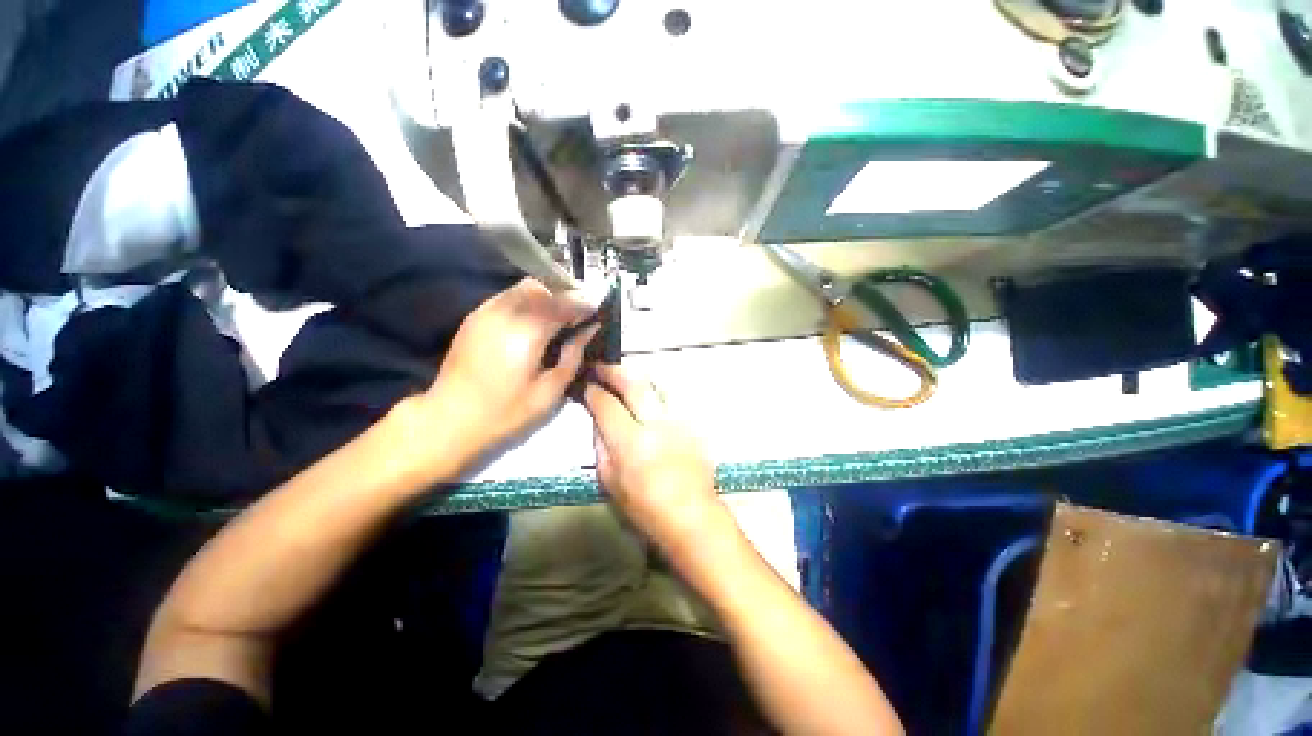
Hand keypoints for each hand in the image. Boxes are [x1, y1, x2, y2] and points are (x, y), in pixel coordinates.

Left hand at [423, 278, 598, 468]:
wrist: (449, 420)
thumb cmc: (506, 412)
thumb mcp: (550, 391)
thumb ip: (573, 355)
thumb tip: (589, 329)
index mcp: (528, 330)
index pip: (564, 302)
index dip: (584, 304)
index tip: (597, 312)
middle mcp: (506, 311)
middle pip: (543, 286)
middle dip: (565, 295)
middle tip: (578, 315)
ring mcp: (486, 311)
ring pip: (524, 287)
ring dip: (546, 297)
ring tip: (557, 319)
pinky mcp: (475, 317)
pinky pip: (508, 297)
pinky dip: (528, 302)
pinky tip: (532, 323)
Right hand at [583, 365, 722, 553]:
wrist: (690, 515)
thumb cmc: (644, 507)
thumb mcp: (609, 481)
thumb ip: (601, 445)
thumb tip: (598, 420)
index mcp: (630, 442)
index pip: (607, 404)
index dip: (593, 391)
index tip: (585, 386)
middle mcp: (656, 423)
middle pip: (633, 383)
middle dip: (614, 371)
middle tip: (601, 367)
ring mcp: (678, 420)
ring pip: (656, 384)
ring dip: (637, 377)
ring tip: (624, 377)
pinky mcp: (692, 423)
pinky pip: (671, 397)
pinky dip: (655, 390)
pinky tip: (648, 395)